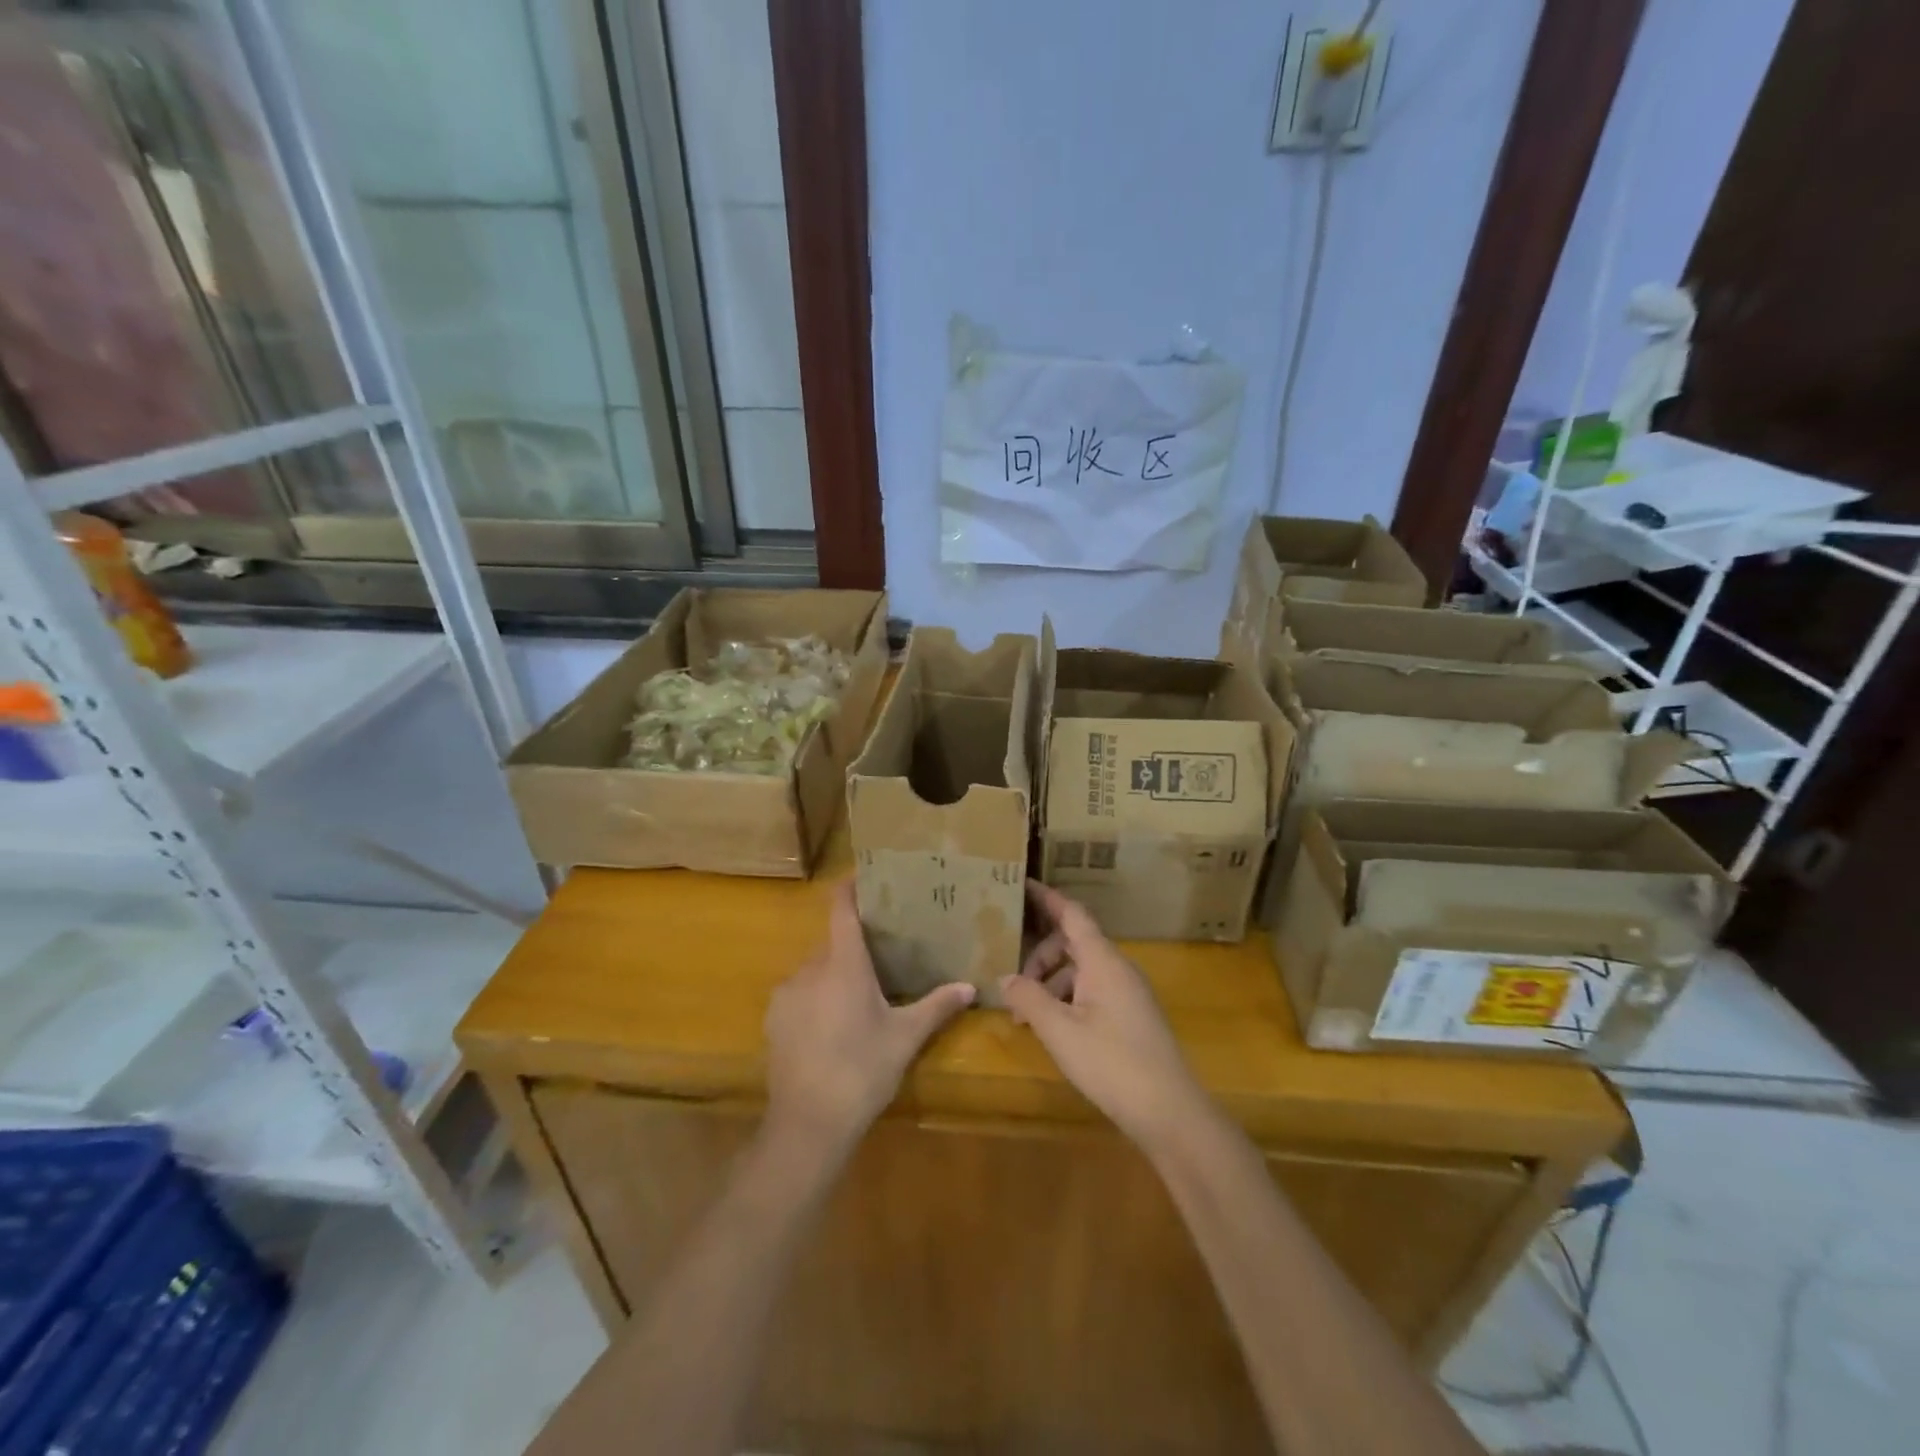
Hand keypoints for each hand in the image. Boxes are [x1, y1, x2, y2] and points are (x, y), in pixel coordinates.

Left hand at [764, 880, 974, 1158]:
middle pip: (832, 942)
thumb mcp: (905, 1038)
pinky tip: (832, 1026)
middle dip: (854, 945)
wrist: (807, 1125)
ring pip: (815, 969)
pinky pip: (799, 993)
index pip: (841, 908)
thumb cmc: (862, 1071)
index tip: (865, 875)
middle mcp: (810, 968)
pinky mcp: (774, 1019)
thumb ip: (936, 1006)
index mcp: (844, 964)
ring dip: (835, 974)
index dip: (850, 887)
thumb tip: (971, 987)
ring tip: (859, 996)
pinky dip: (816, 997)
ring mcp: (786, 993)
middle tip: (881, 954)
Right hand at [1001, 882, 1213, 1153]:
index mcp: (1103, 961)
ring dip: (1051, 982)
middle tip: (1014, 981)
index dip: (1046, 898)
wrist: (1170, 1112)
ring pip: (1082, 970)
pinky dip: (1068, 999)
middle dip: (1040, 955)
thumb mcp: (1060, 1031)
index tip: (1020, 885)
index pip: (1072, 913)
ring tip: (1026, 1016)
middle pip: (1073, 942)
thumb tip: (1005, 978)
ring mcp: (1129, 992)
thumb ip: (1029, 999)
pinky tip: (1052, 1028)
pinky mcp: (1132, 1016)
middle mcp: (1118, 968)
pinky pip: (1093, 990)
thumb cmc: (1112, 1063)